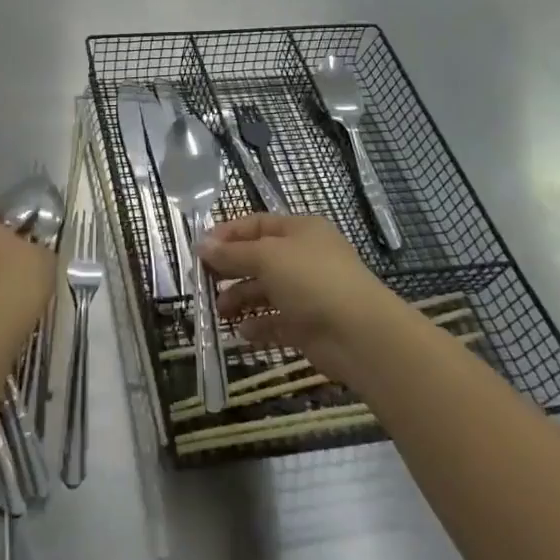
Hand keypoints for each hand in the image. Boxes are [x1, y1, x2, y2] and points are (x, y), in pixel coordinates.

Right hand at [201, 213, 399, 380]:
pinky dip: (258, 326)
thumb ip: (232, 253)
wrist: (360, 334)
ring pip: (266, 291)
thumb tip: (201, 245)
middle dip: (230, 269)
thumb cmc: (312, 281)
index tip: (200, 250)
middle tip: (203, 282)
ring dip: (241, 299)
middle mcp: (304, 258)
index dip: (227, 234)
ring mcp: (308, 293)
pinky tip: (242, 332)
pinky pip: (276, 322)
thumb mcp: (267, 257)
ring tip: (220, 311)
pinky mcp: (308, 325)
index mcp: (300, 230)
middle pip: (259, 258)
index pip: (257, 224)